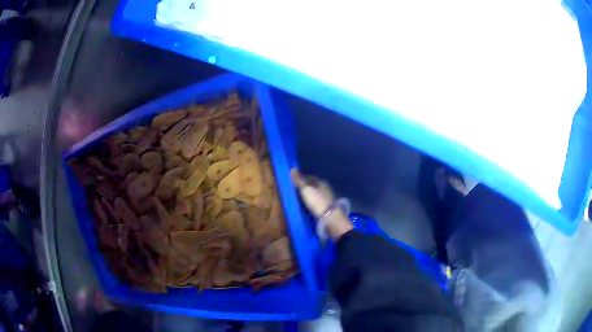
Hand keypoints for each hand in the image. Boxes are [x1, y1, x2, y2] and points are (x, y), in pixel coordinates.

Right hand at [290, 168, 352, 239]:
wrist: (330, 218)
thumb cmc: (317, 202)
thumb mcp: (306, 190)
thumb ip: (299, 180)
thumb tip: (292, 168)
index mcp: (321, 182)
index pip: (310, 177)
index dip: (302, 178)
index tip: (294, 180)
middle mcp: (325, 188)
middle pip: (314, 185)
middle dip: (306, 186)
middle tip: (296, 189)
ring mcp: (327, 198)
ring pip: (316, 193)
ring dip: (309, 194)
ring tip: (300, 197)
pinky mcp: (327, 208)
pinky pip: (317, 202)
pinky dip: (312, 202)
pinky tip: (307, 205)